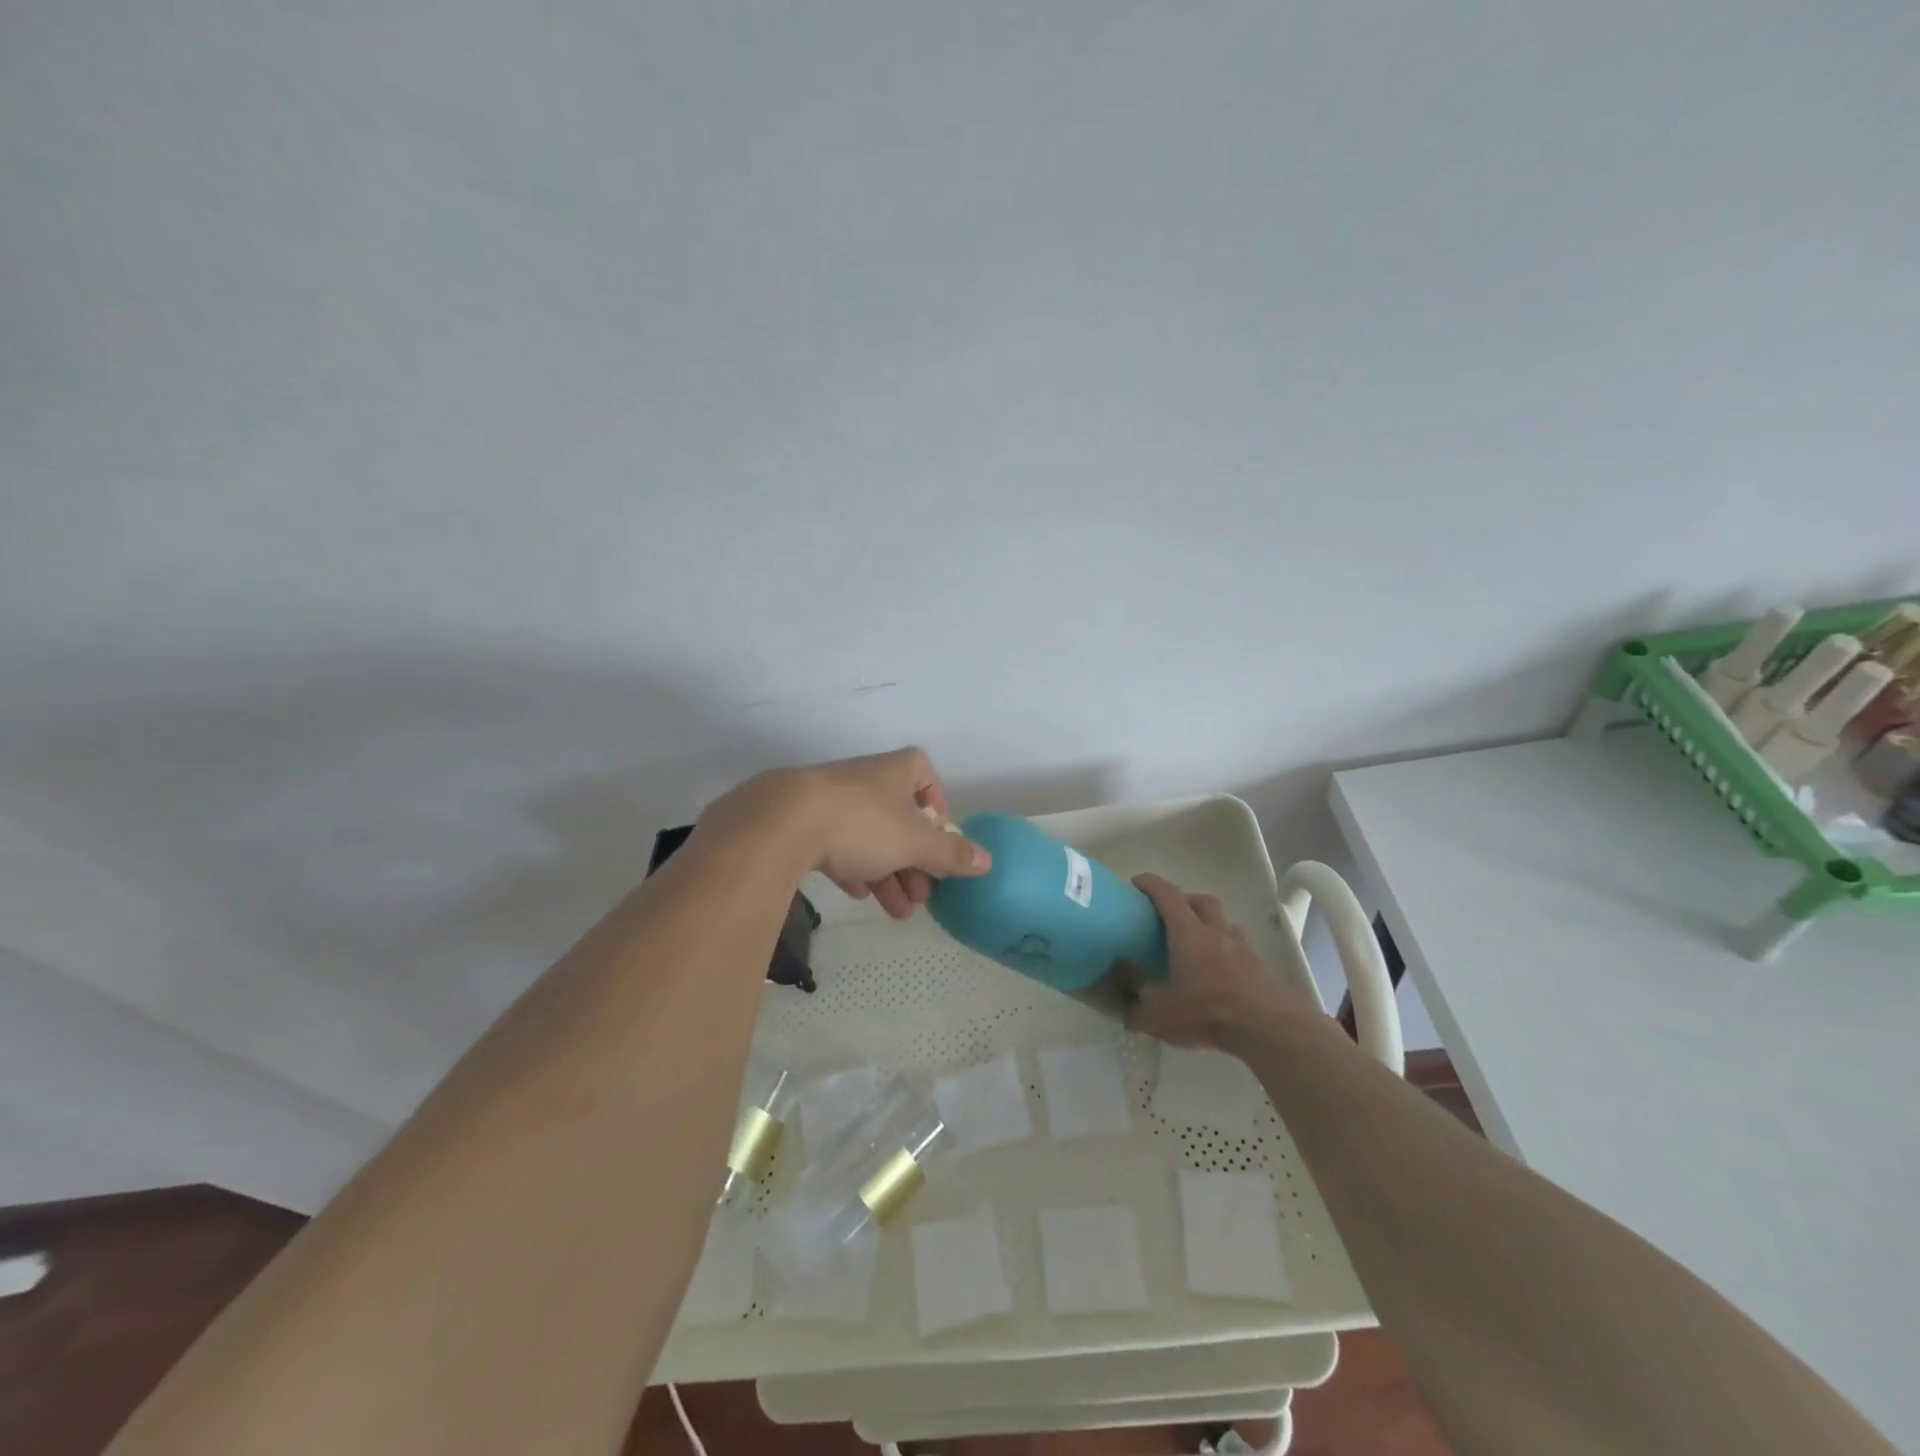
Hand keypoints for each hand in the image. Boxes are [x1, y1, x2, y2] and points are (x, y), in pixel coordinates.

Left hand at [703, 747, 990, 917]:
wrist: (782, 821)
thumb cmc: (863, 823)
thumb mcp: (916, 843)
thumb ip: (951, 853)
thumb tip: (987, 861)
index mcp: (896, 770)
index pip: (925, 777)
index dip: (937, 810)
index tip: (940, 845)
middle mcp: (865, 778)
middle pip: (899, 817)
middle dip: (914, 859)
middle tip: (922, 896)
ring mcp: (830, 797)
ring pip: (868, 835)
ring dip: (887, 872)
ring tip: (897, 911)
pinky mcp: (801, 820)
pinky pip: (835, 843)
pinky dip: (852, 867)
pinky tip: (858, 894)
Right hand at [1124, 873, 1303, 1050]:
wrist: (1269, 1028)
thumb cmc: (1208, 1012)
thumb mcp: (1160, 1016)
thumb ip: (1138, 1010)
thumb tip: (1127, 1010)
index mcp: (1189, 934)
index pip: (1168, 896)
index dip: (1151, 884)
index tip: (1137, 882)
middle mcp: (1217, 933)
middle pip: (1203, 901)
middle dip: (1185, 900)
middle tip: (1170, 915)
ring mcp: (1243, 950)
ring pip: (1226, 924)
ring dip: (1210, 925)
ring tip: (1198, 946)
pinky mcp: (1261, 970)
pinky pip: (1241, 949)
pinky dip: (1227, 953)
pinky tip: (1220, 974)